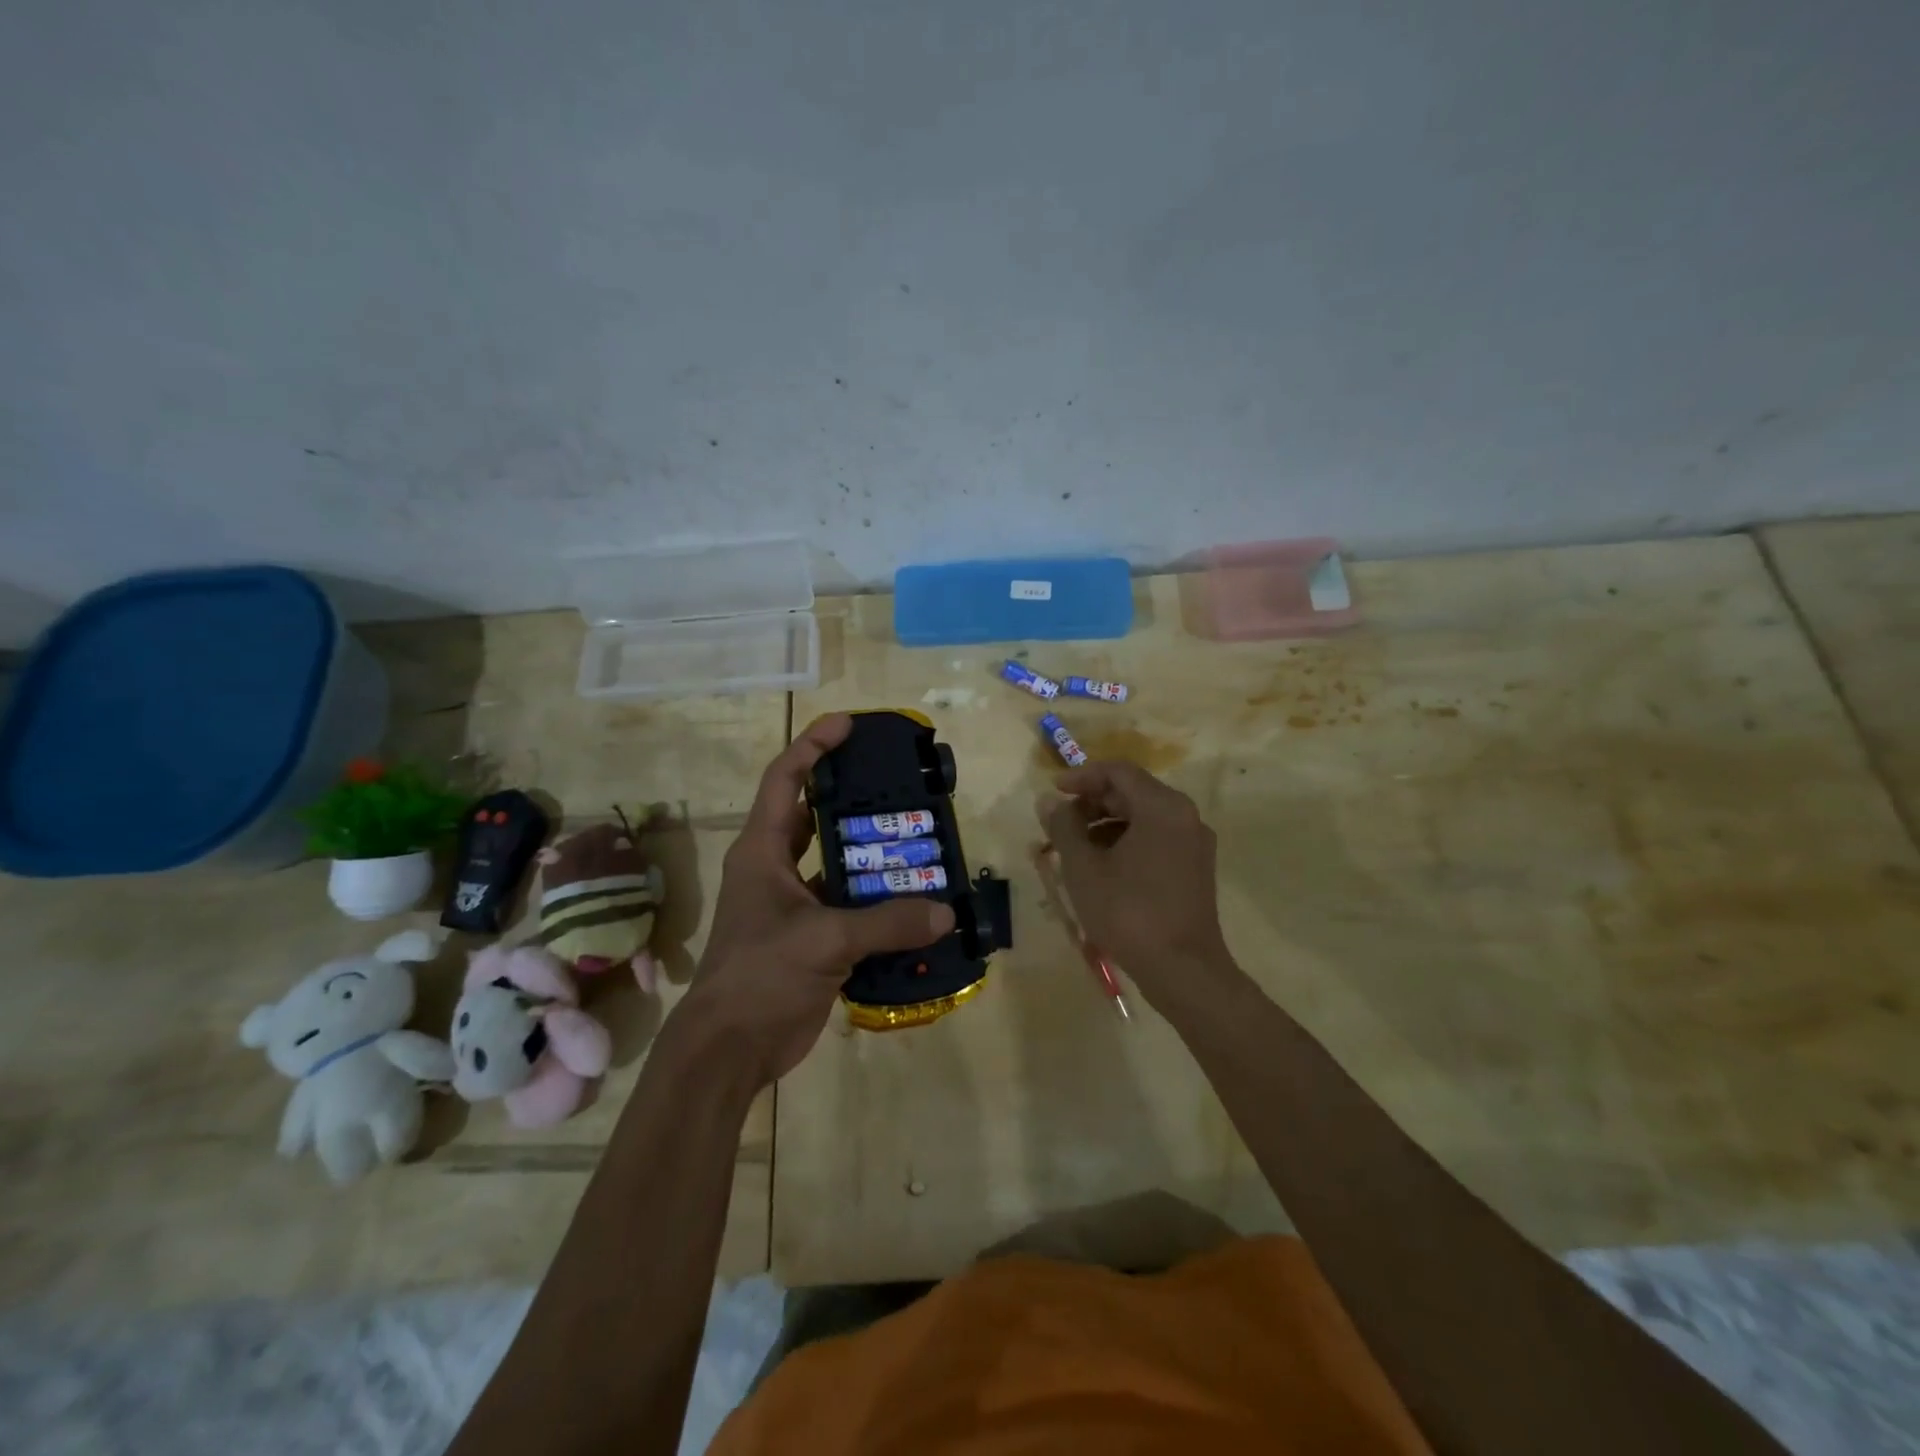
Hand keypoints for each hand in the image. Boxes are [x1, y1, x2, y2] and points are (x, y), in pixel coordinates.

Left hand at [682, 714, 954, 1084]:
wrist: (730, 1050)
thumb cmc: (760, 977)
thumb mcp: (823, 941)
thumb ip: (886, 923)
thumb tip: (944, 913)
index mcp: (762, 851)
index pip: (785, 780)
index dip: (813, 746)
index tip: (848, 724)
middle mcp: (776, 868)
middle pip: (815, 816)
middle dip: (853, 797)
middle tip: (900, 784)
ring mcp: (794, 905)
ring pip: (837, 863)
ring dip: (872, 854)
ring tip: (919, 838)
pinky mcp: (812, 938)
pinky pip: (851, 906)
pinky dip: (879, 902)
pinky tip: (916, 899)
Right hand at [1039, 761, 1234, 1010]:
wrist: (1183, 971)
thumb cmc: (1129, 912)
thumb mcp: (1084, 868)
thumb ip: (1063, 827)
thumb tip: (1049, 802)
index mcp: (1162, 807)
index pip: (1118, 772)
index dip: (1082, 776)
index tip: (1053, 791)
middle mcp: (1185, 816)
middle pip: (1133, 792)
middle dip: (1092, 803)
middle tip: (1059, 823)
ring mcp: (1194, 843)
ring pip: (1144, 817)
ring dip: (1106, 824)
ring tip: (1074, 849)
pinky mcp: (1195, 868)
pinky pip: (1156, 839)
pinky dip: (1126, 842)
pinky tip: (1101, 867)